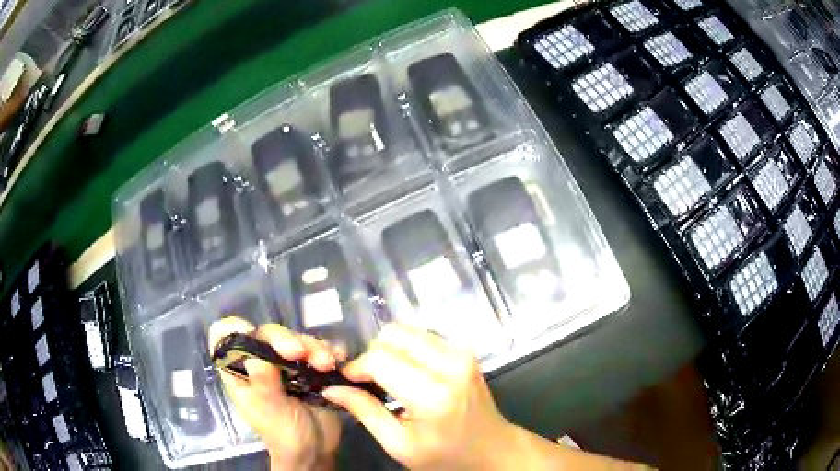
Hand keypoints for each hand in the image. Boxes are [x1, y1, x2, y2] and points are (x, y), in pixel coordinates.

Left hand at [208, 317, 341, 470]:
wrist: (316, 450)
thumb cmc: (283, 434)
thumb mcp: (269, 410)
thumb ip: (262, 382)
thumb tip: (255, 353)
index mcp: (238, 370)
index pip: (224, 336)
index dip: (235, 329)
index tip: (255, 336)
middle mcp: (259, 361)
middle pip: (266, 333)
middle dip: (285, 339)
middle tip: (301, 353)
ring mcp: (285, 363)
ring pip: (295, 338)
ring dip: (313, 347)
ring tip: (327, 364)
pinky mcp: (310, 367)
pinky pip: (318, 349)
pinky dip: (329, 351)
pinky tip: (338, 361)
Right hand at [321, 324, 514, 470]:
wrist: (492, 448)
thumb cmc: (445, 455)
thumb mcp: (399, 445)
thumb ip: (365, 412)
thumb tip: (331, 388)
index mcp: (432, 395)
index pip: (380, 359)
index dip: (357, 366)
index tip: (349, 380)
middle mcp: (450, 364)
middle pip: (393, 335)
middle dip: (373, 354)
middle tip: (370, 380)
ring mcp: (462, 352)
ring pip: (407, 330)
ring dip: (390, 349)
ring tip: (388, 376)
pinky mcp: (465, 349)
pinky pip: (423, 335)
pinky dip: (408, 348)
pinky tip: (408, 371)